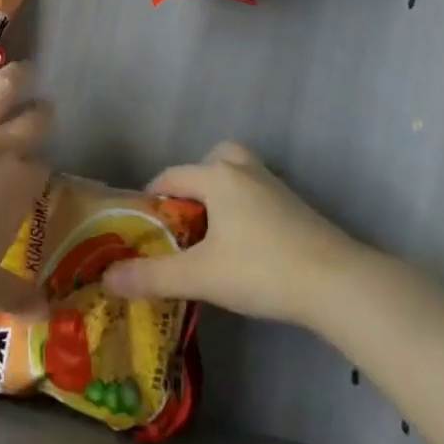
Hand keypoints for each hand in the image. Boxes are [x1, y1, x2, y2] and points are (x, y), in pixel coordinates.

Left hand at [0, 58, 50, 318]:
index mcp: (17, 190)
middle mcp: (0, 151)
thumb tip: (46, 315)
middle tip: (42, 108)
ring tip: (22, 68)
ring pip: (0, 90)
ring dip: (14, 77)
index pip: (39, 169)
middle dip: (40, 113)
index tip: (34, 166)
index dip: (37, 165)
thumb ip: (16, 293)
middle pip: (31, 122)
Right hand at [102, 141, 366, 326]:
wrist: (337, 282)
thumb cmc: (261, 269)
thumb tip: (107, 278)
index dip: (152, 199)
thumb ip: (152, 276)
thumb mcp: (201, 276)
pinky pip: (258, 193)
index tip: (143, 227)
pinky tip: (247, 243)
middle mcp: (243, 170)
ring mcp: (274, 185)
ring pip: (238, 174)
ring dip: (222, 192)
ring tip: (215, 230)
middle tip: (185, 221)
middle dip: (193, 185)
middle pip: (209, 161)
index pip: (170, 176)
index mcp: (215, 176)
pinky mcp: (296, 206)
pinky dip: (246, 207)